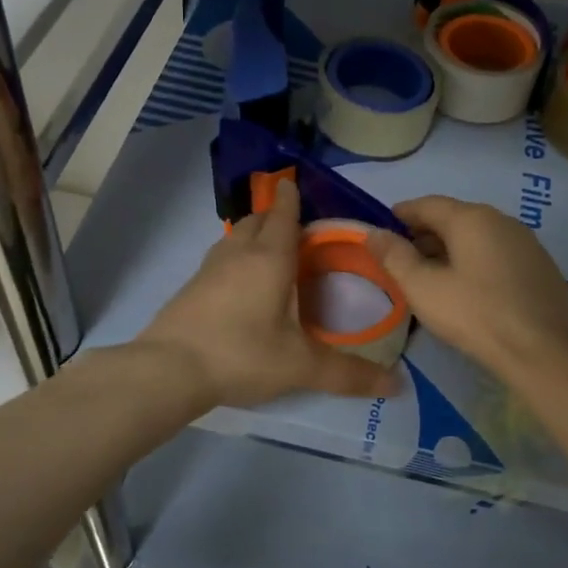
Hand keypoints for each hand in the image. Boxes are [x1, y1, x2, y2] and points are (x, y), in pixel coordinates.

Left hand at [137, 180, 400, 408]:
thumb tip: (398, 385)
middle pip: (257, 220)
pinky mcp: (190, 287)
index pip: (283, 215)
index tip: (294, 182)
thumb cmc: (241, 354)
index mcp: (269, 258)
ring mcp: (209, 268)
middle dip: (275, 215)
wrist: (168, 370)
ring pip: (234, 237)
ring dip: (253, 234)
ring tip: (270, 249)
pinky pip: (220, 258)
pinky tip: (240, 283)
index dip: (291, 198)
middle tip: (294, 224)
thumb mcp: (300, 366)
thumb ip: (348, 374)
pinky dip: (235, 257)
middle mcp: (238, 253)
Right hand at [366, 196, 567, 380]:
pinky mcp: (542, 268)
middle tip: (403, 256)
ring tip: (432, 274)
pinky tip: (469, 288)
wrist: (543, 352)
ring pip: (479, 237)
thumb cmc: (475, 315)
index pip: (428, 204)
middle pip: (455, 218)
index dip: (402, 214)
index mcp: (472, 218)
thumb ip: (394, 257)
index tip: (384, 227)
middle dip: (426, 233)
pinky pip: (498, 254)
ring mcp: (527, 243)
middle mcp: (502, 221)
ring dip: (452, 249)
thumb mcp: (423, 288)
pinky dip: (476, 261)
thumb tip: (373, 233)